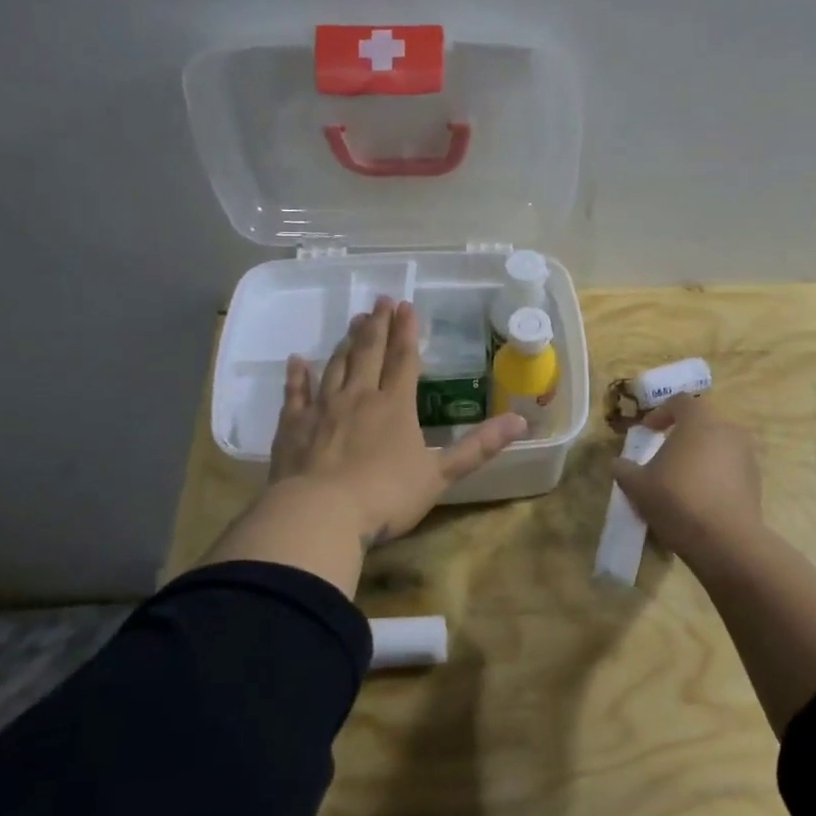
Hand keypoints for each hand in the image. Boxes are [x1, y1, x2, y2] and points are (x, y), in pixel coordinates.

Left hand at [270, 296, 525, 546]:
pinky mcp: (293, 426)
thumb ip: (479, 447)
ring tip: (353, 321)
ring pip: (336, 366)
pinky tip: (297, 360)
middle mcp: (359, 397)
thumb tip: (522, 421)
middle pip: (369, 354)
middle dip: (377, 326)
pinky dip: (297, 375)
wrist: (320, 515)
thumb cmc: (385, 496)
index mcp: (395, 406)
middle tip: (379, 300)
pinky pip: (295, 393)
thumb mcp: (440, 475)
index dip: (407, 332)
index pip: (404, 359)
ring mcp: (323, 409)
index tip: (406, 305)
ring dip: (346, 342)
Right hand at [611, 394, 763, 561]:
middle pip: (702, 423)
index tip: (647, 432)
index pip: (680, 402)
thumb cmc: (677, 501)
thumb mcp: (638, 485)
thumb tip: (617, 463)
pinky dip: (716, 475)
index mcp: (699, 420)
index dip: (660, 414)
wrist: (725, 541)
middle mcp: (728, 429)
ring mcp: (747, 455)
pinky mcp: (756, 480)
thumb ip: (623, 469)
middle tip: (664, 455)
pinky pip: (731, 468)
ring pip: (718, 446)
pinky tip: (701, 498)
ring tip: (683, 479)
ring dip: (700, 456)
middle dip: (682, 435)